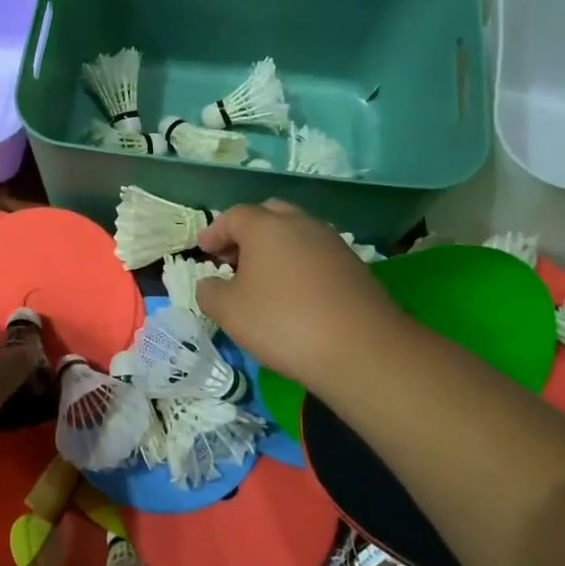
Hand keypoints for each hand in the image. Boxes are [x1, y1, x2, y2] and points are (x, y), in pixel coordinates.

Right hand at [195, 200, 406, 392]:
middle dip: (247, 233)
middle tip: (232, 259)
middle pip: (269, 215)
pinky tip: (293, 295)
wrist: (361, 349)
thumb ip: (209, 292)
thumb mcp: (228, 311)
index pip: (233, 216)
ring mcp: (333, 244)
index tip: (203, 251)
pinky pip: (316, 256)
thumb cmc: (282, 321)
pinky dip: (298, 266)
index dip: (214, 232)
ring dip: (275, 249)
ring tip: (262, 280)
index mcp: (266, 226)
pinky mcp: (354, 268)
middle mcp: (302, 225)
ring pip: (296, 235)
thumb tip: (211, 284)